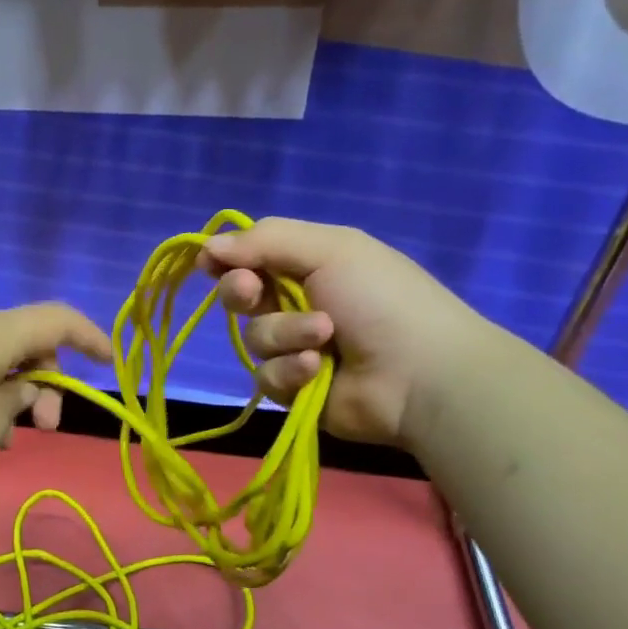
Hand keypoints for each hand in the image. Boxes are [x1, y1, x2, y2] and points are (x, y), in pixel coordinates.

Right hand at [200, 218, 490, 448]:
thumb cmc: (380, 299)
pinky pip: (266, 376)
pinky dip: (291, 371)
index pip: (250, 255)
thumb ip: (266, 241)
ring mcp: (294, 347)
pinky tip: (319, 371)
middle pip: (239, 295)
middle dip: (242, 292)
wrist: (421, 375)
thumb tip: (207, 247)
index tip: (209, 263)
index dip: (226, 259)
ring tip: (325, 339)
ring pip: (254, 338)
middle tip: (253, 294)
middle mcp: (297, 303)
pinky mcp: (293, 387)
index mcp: (309, 264)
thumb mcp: (330, 250)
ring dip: (285, 335)